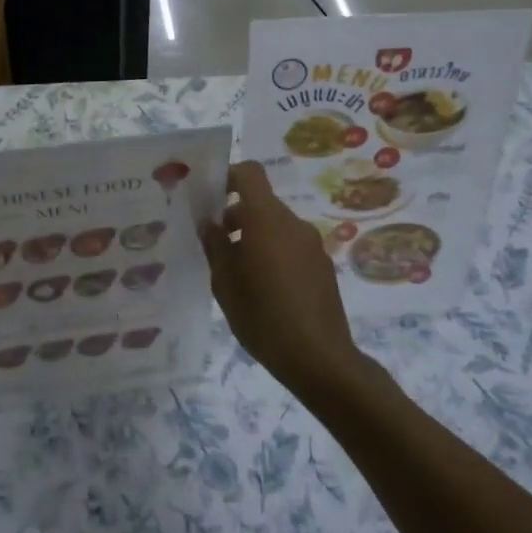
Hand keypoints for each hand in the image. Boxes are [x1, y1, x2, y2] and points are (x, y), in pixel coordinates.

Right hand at [199, 161, 360, 395]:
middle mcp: (293, 224)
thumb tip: (209, 223)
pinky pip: (291, 246)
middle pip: (262, 202)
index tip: (210, 198)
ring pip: (276, 226)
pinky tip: (263, 289)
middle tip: (215, 243)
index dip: (228, 177)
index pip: (250, 174)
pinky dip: (273, 252)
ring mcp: (312, 245)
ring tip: (236, 271)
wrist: (319, 359)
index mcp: (267, 220)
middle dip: (236, 215)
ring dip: (254, 236)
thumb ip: (215, 245)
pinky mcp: (323, 266)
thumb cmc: (263, 317)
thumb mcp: (224, 283)